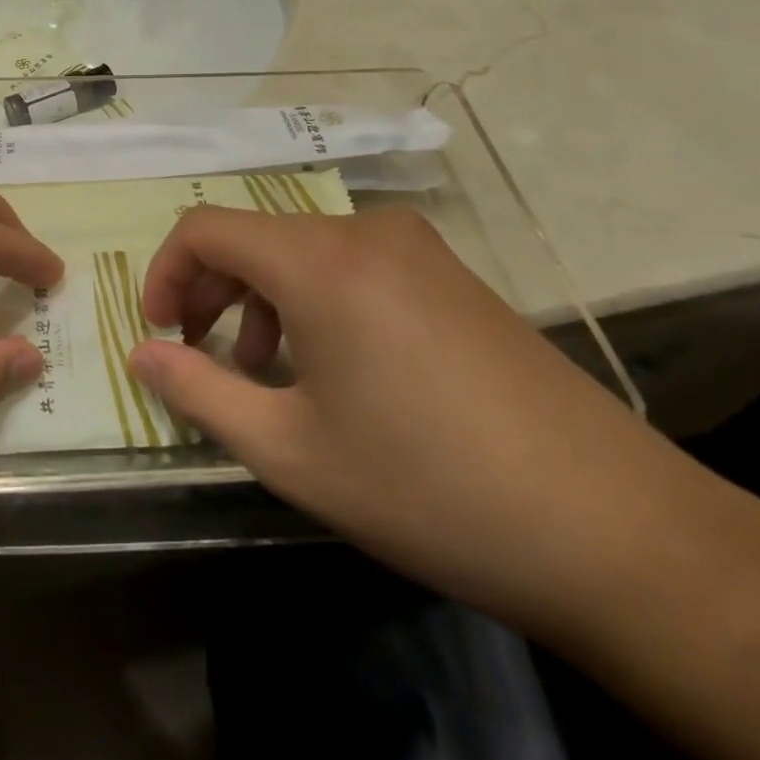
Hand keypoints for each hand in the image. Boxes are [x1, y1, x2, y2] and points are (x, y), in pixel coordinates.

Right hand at [129, 206, 679, 638]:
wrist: (618, 532)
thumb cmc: (428, 487)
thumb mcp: (290, 450)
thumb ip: (199, 391)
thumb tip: (142, 355)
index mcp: (320, 261)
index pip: (205, 227)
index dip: (165, 273)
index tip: (160, 333)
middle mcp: (366, 232)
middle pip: (254, 236)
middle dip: (212, 291)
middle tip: (205, 358)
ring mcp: (417, 248)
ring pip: (302, 250)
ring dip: (263, 300)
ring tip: (271, 374)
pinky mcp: (451, 274)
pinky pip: (352, 264)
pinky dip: (314, 301)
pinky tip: (337, 368)